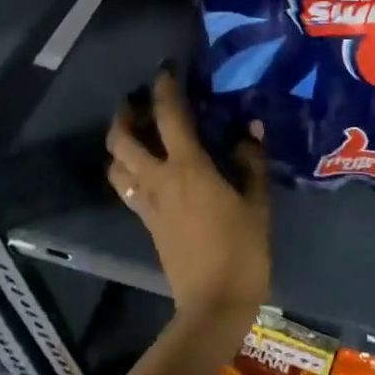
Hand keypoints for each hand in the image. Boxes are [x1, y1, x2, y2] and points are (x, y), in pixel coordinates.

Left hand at [106, 72, 270, 318]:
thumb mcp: (257, 203)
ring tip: (134, 134)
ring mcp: (148, 204)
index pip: (169, 116)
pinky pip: (127, 189)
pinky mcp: (147, 223)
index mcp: (189, 168)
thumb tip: (250, 129)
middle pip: (122, 140)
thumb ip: (252, 162)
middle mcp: (160, 179)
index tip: (166, 71)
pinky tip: (145, 170)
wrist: (214, 303)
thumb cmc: (242, 249)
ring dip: (119, 144)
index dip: (165, 88)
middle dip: (123, 115)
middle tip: (136, 102)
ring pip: (117, 166)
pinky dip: (128, 171)